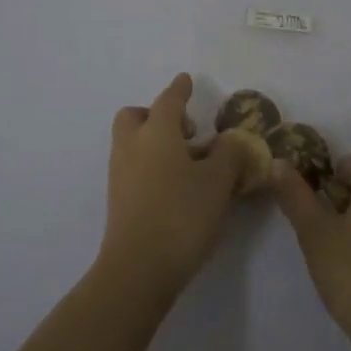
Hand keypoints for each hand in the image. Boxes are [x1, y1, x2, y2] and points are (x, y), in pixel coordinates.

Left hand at [97, 73, 244, 305]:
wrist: (137, 270)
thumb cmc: (181, 214)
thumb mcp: (218, 182)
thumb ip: (229, 154)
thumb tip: (231, 140)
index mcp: (156, 131)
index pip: (168, 100)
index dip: (180, 90)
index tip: (186, 80)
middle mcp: (132, 145)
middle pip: (136, 116)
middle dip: (157, 115)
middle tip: (186, 132)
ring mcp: (120, 174)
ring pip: (133, 142)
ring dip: (155, 142)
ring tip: (188, 164)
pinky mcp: (118, 200)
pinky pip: (133, 167)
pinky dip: (151, 165)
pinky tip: (175, 187)